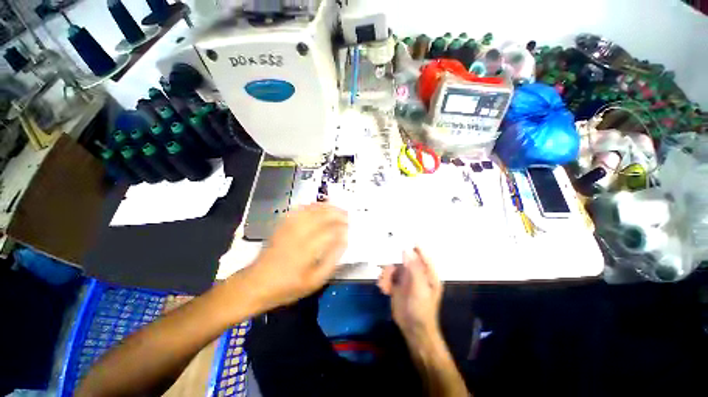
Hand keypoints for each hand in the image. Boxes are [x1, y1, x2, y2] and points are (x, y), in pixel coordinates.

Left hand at [242, 203, 347, 310]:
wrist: (256, 283)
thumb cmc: (287, 286)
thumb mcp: (314, 282)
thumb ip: (331, 262)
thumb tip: (343, 243)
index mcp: (307, 251)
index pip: (330, 232)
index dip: (342, 228)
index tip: (350, 229)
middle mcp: (298, 235)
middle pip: (321, 217)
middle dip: (337, 213)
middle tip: (347, 215)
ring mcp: (289, 228)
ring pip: (311, 211)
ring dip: (326, 207)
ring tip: (337, 208)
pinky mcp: (282, 226)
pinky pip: (298, 211)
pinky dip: (310, 206)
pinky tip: (317, 206)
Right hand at [378, 247, 442, 342]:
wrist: (413, 331)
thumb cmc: (421, 310)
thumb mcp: (420, 289)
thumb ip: (414, 269)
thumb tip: (406, 250)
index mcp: (427, 272)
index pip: (420, 252)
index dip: (412, 243)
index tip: (399, 236)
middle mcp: (416, 271)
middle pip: (403, 258)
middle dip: (392, 261)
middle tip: (385, 267)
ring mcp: (406, 278)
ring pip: (393, 266)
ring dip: (386, 273)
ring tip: (384, 284)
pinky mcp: (397, 284)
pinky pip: (388, 276)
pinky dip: (384, 280)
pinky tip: (384, 289)